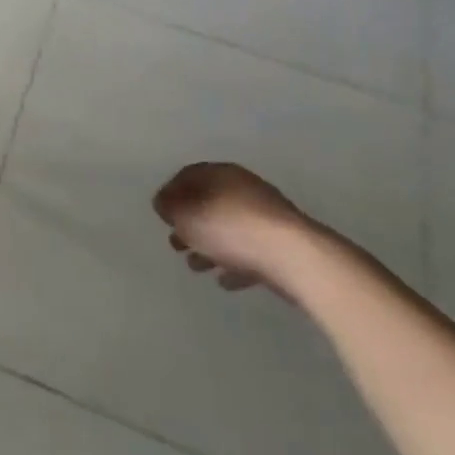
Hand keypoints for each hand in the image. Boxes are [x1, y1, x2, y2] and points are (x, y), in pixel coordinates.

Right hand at [153, 162, 312, 294]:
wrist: (294, 257)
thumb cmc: (230, 229)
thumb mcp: (186, 215)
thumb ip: (169, 207)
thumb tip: (163, 203)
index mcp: (220, 174)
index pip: (188, 176)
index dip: (170, 194)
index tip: (161, 216)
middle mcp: (244, 188)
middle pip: (208, 203)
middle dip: (189, 224)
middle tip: (175, 244)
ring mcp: (266, 217)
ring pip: (228, 229)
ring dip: (210, 246)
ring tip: (196, 266)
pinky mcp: (282, 244)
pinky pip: (250, 251)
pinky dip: (234, 262)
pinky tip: (224, 280)